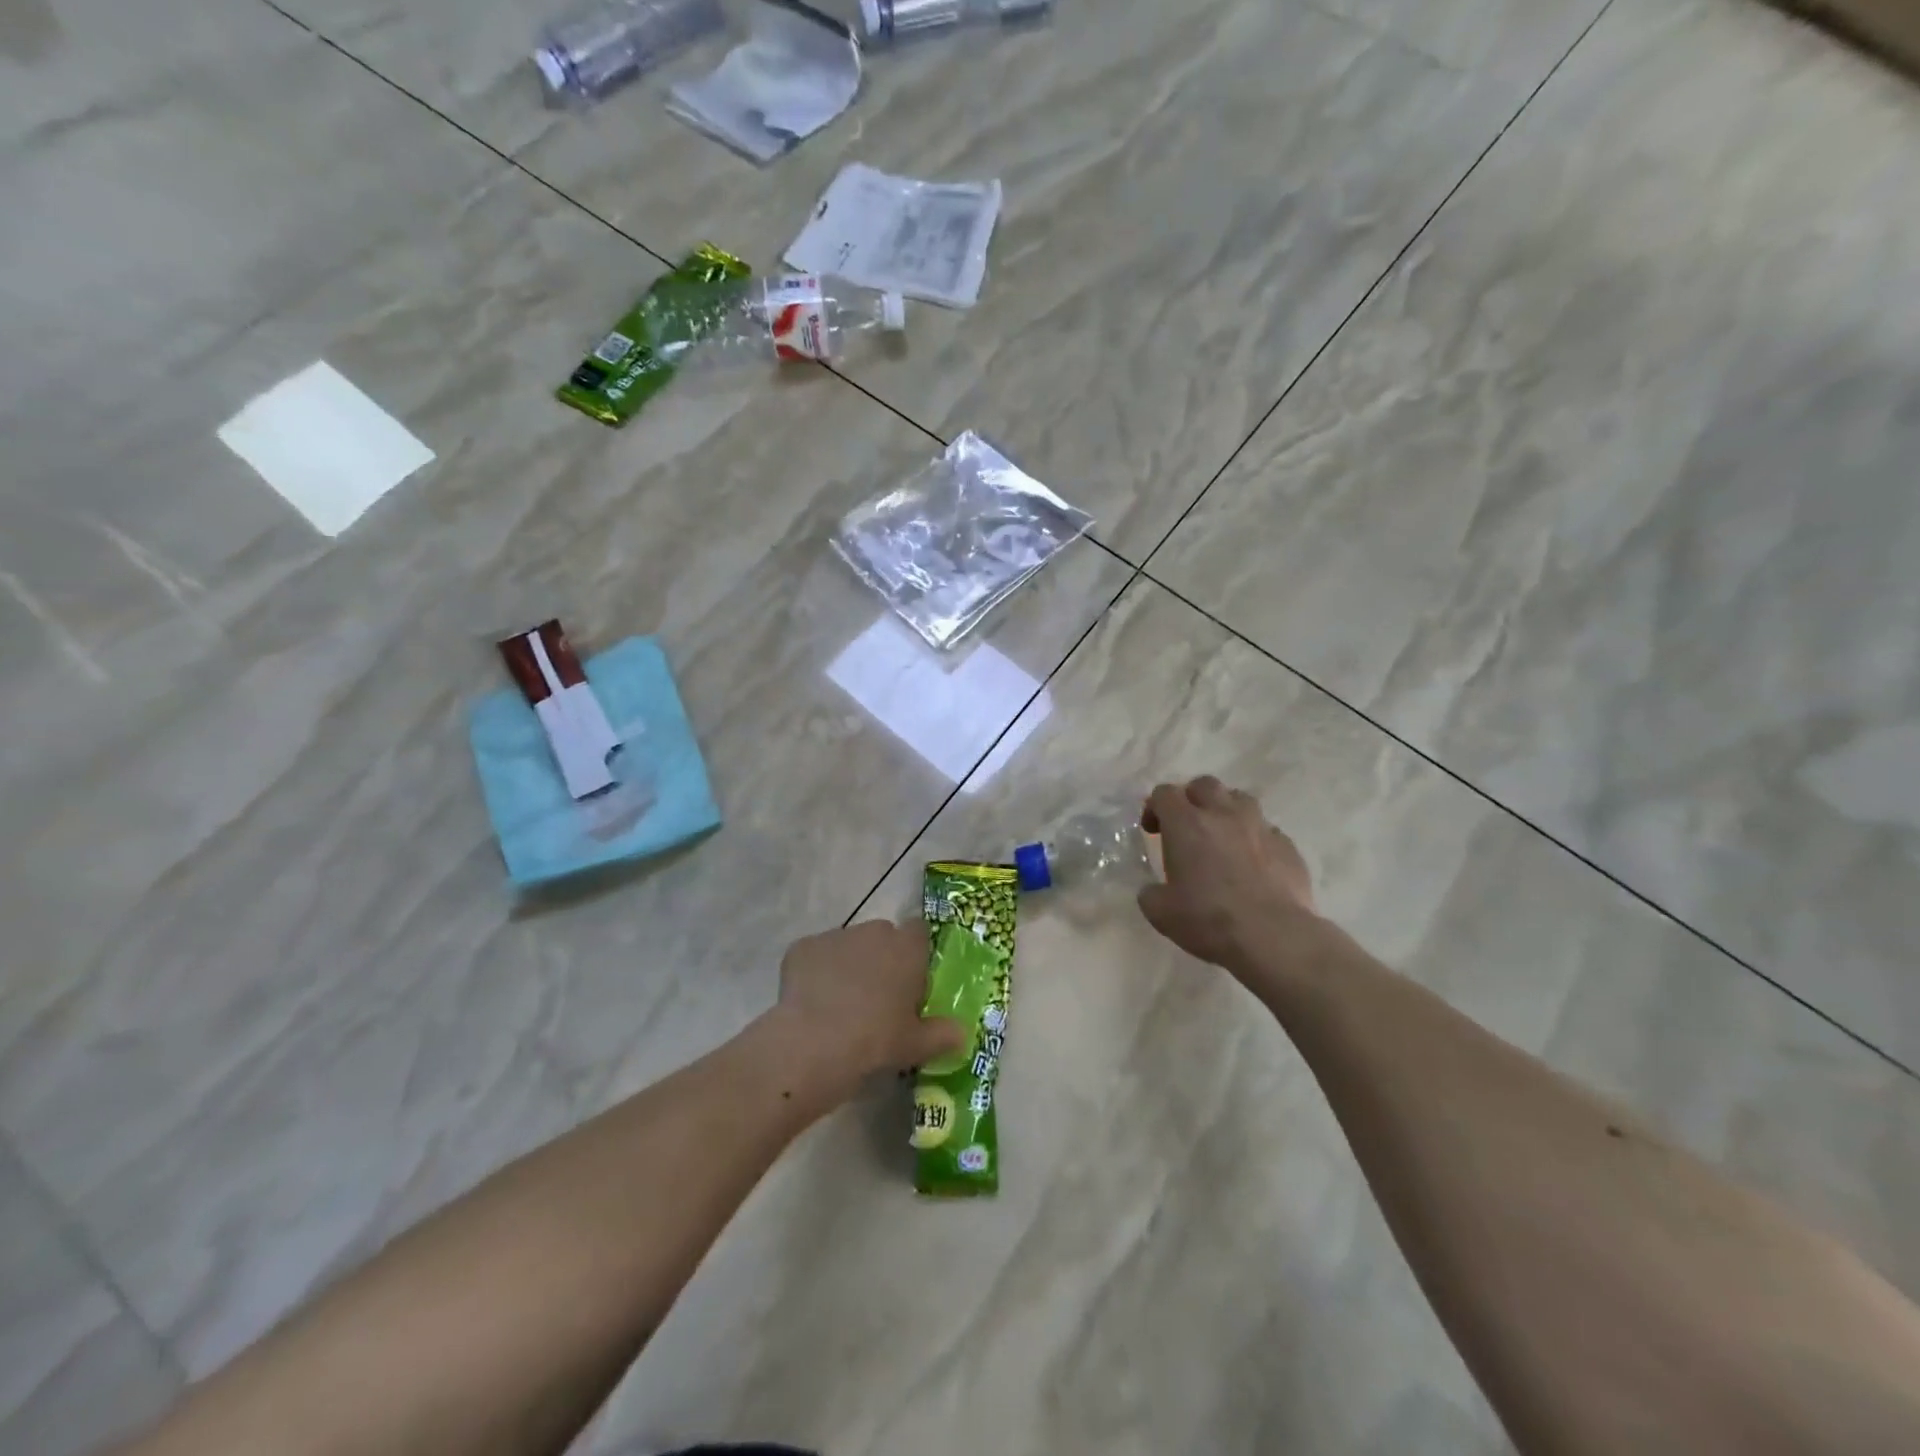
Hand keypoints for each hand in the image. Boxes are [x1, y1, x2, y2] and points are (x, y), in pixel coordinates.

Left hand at [765, 920, 965, 1101]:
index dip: (916, 953)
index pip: (919, 932)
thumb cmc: (875, 1040)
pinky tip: (812, 1004)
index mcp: (906, 947)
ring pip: (848, 945)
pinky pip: (816, 956)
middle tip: (878, 998)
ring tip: (841, 1004)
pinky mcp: (802, 947)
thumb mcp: (917, 1045)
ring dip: (849, 964)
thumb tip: (963, 1035)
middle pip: (883, 936)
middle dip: (881, 958)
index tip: (911, 981)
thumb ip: (943, 1035)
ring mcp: (835, 936)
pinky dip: (816, 973)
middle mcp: (873, 931)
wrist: (812, 1044)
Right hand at [1138, 777, 1317, 972]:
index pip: (1164, 793)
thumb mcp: (1161, 913)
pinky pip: (1266, 829)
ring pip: (1240, 799)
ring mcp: (1259, 826)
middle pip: (1204, 784)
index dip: (1154, 807)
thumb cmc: (1209, 919)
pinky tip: (1252, 864)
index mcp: (1186, 824)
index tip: (1152, 831)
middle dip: (1191, 799)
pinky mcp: (1287, 845)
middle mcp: (1223, 814)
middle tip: (1186, 827)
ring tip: (1222, 837)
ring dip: (1225, 811)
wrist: (1274, 936)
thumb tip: (1153, 890)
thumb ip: (1151, 893)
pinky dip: (1254, 838)